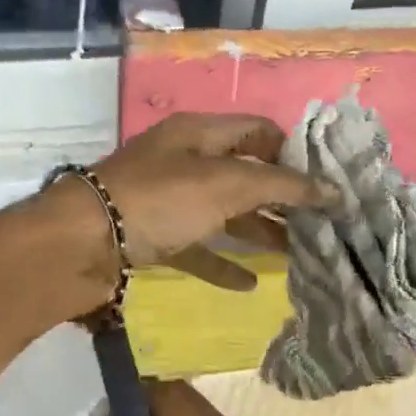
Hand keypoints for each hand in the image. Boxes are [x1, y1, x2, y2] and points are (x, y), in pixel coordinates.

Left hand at [79, 112, 333, 293]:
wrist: (81, 243)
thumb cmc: (158, 200)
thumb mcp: (224, 184)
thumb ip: (281, 186)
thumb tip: (334, 189)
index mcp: (198, 133)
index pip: (257, 131)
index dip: (294, 152)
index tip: (328, 181)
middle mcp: (183, 161)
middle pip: (243, 175)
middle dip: (281, 198)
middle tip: (322, 225)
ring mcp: (165, 201)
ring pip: (221, 213)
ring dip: (257, 231)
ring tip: (297, 254)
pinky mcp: (151, 237)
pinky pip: (196, 247)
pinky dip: (221, 262)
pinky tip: (250, 284)